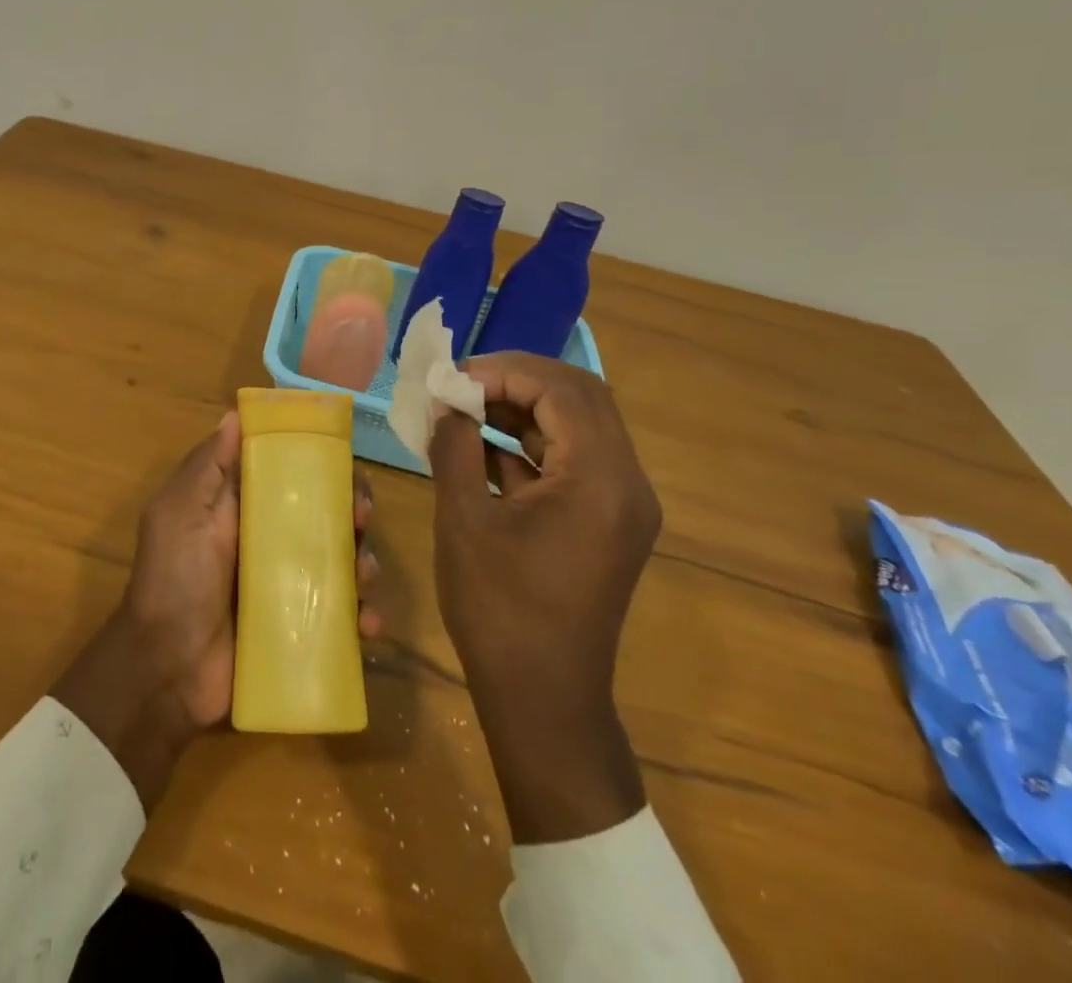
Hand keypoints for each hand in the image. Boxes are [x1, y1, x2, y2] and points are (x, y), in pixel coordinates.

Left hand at [54, 412, 380, 810]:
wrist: (167, 671)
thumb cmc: (173, 581)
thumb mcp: (179, 513)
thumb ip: (208, 466)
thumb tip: (235, 413)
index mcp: (243, 507)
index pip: (292, 473)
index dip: (323, 465)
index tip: (344, 468)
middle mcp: (271, 539)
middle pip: (328, 513)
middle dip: (354, 511)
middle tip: (361, 522)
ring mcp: (289, 585)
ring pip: (343, 560)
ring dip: (364, 562)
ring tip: (362, 579)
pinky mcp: (301, 626)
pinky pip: (344, 614)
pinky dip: (363, 616)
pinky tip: (367, 625)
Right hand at [430, 353, 660, 843]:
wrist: (543, 699)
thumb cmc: (498, 609)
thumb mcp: (463, 518)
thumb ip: (455, 445)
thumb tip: (445, 399)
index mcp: (601, 480)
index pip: (562, 389)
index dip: (503, 371)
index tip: (451, 378)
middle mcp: (626, 483)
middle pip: (579, 397)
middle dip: (515, 380)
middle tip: (460, 383)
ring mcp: (621, 503)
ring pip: (576, 425)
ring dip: (521, 408)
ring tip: (463, 406)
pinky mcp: (606, 521)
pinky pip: (571, 460)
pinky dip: (528, 443)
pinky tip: (479, 445)